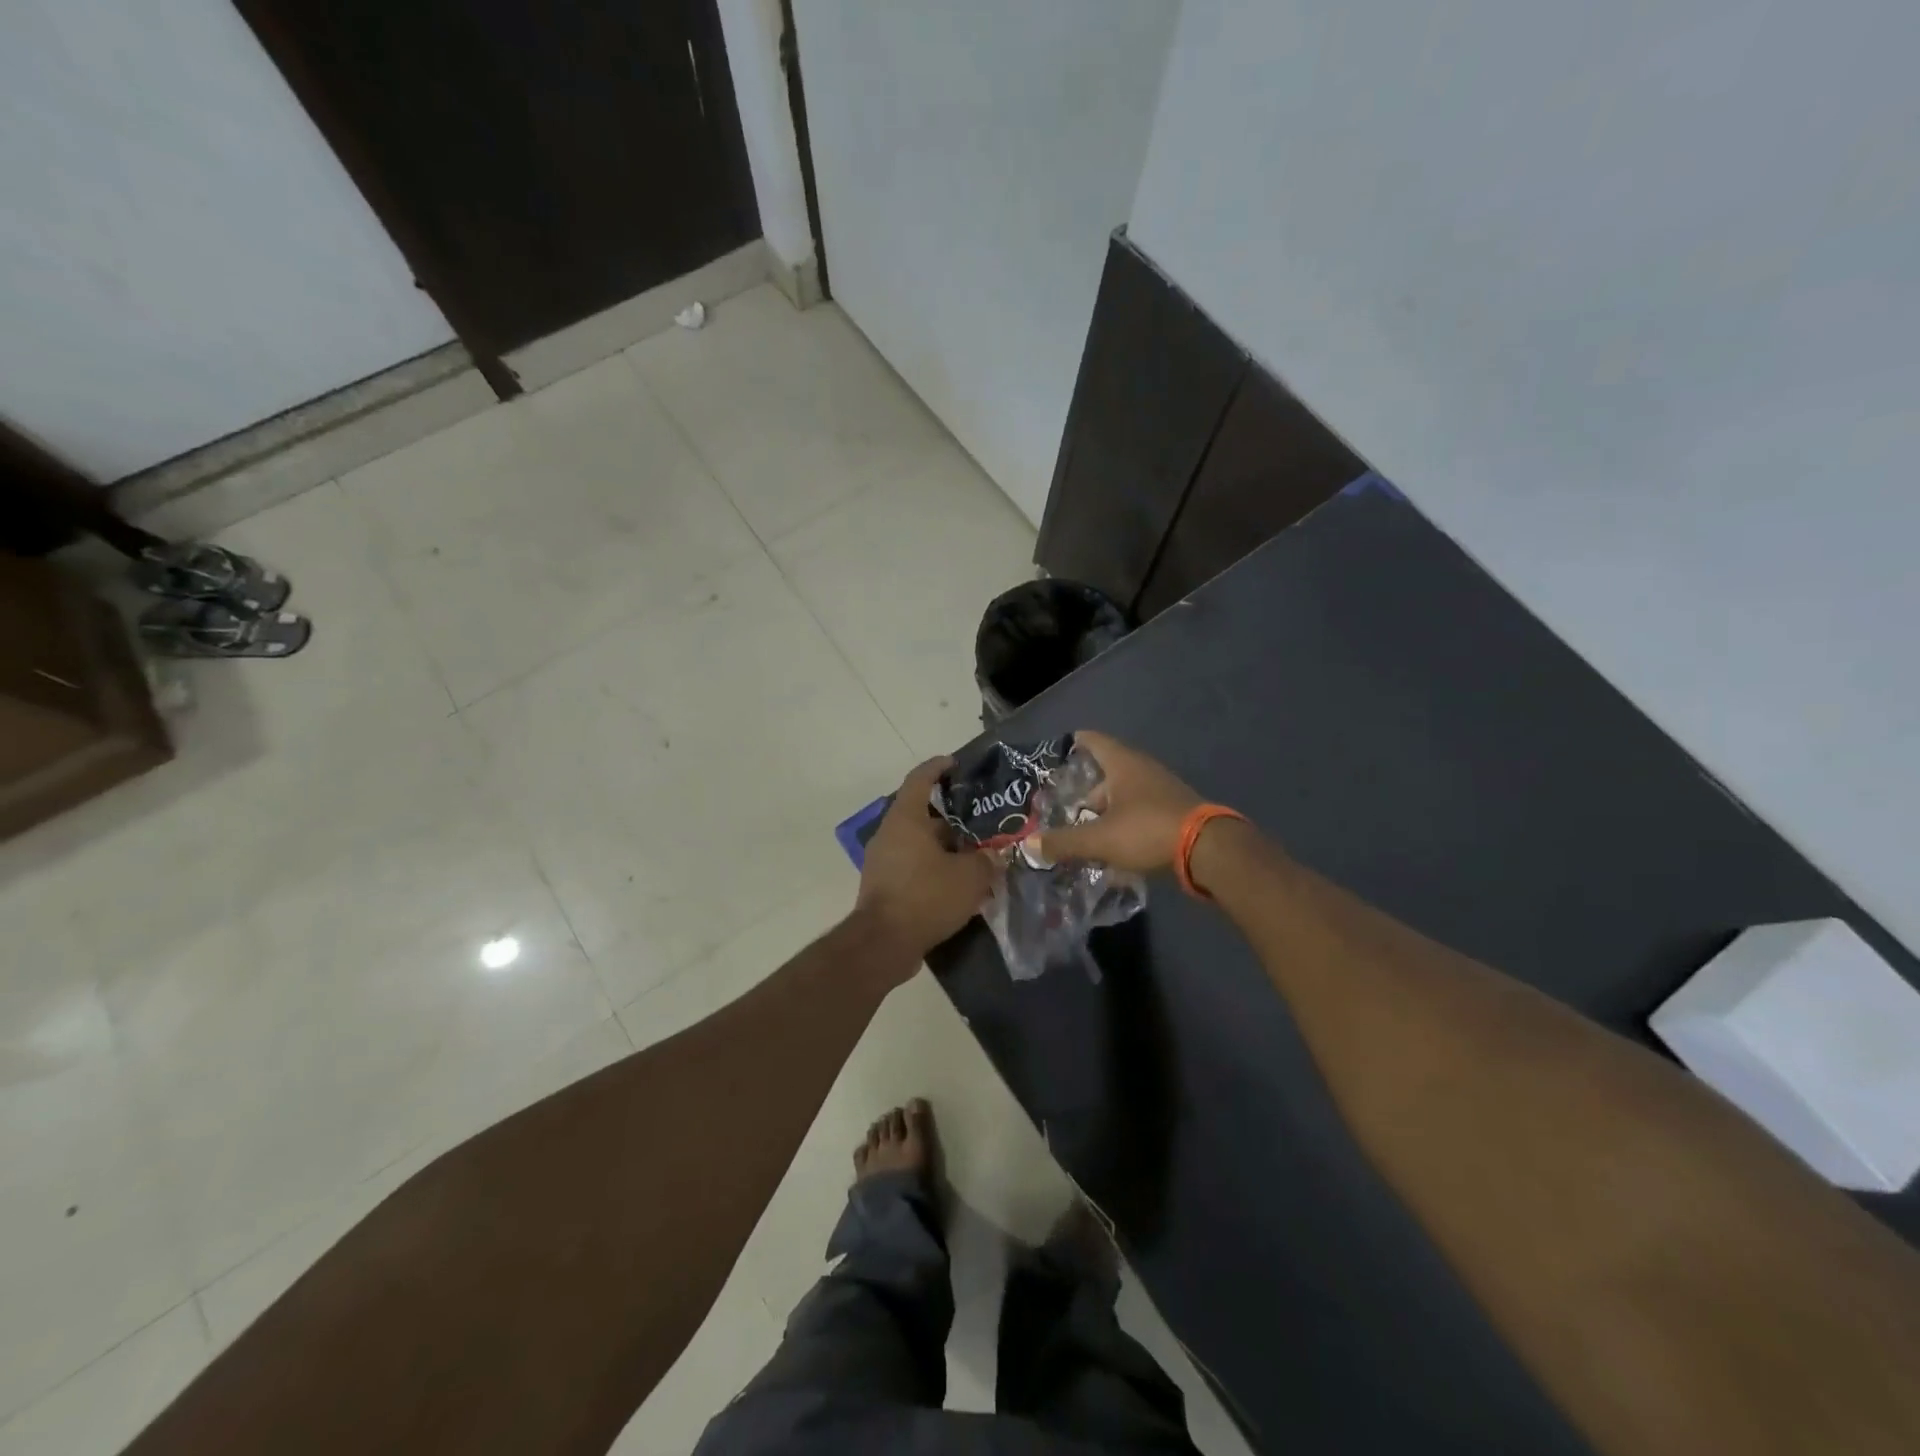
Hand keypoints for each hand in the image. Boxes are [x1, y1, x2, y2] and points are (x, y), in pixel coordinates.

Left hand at [854, 758, 994, 962]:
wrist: (884, 944)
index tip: (955, 763)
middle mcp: (890, 834)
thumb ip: (987, 861)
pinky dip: (935, 869)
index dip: (938, 767)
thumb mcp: (970, 876)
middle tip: (982, 824)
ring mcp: (883, 861)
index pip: (920, 779)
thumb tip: (993, 856)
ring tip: (977, 856)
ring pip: (920, 844)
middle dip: (953, 819)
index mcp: (906, 819)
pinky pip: (914, 866)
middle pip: (923, 815)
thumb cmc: (926, 896)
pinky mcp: (884, 886)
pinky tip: (959, 884)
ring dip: (946, 848)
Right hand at [1031, 730, 1202, 872]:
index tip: (1054, 754)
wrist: (1209, 851)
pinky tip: (1111, 847)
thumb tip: (1027, 845)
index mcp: (1123, 763)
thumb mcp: (1099, 839)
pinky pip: (1139, 813)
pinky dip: (1122, 825)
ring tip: (1081, 832)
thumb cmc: (1148, 831)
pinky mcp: (1173, 812)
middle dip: (1083, 791)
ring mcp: (1161, 790)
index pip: (1093, 740)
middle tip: (1060, 807)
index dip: (1072, 744)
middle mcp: (1142, 769)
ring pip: (1123, 796)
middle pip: (1105, 773)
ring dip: (1103, 812)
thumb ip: (1063, 842)